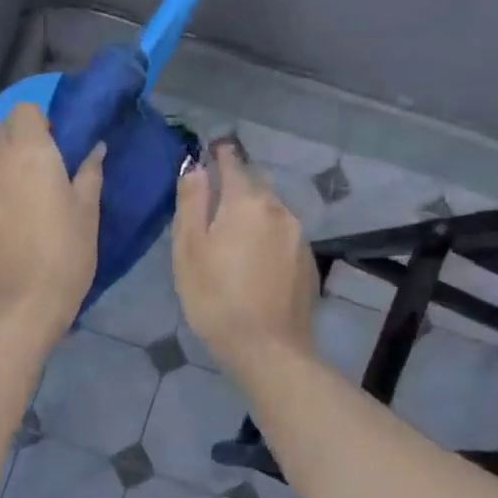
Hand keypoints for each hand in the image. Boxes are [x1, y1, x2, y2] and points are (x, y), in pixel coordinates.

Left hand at [0, 103, 104, 343]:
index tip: (50, 143)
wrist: (19, 302)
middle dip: (12, 137)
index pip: (25, 109)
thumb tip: (95, 148)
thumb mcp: (87, 213)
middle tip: (27, 167)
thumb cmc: (64, 255)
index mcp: (30, 149)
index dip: (37, 122)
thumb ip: (89, 173)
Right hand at [172, 142, 317, 375]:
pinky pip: (284, 235)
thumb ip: (192, 203)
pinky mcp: (308, 262)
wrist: (269, 349)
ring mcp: (299, 237)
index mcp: (247, 202)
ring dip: (254, 212)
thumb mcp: (189, 249)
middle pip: (257, 185)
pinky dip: (267, 236)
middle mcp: (279, 210)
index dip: (221, 155)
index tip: (212, 149)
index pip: (234, 164)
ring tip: (234, 231)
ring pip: (272, 211)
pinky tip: (255, 259)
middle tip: (217, 195)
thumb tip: (195, 167)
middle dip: (238, 183)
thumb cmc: (216, 298)